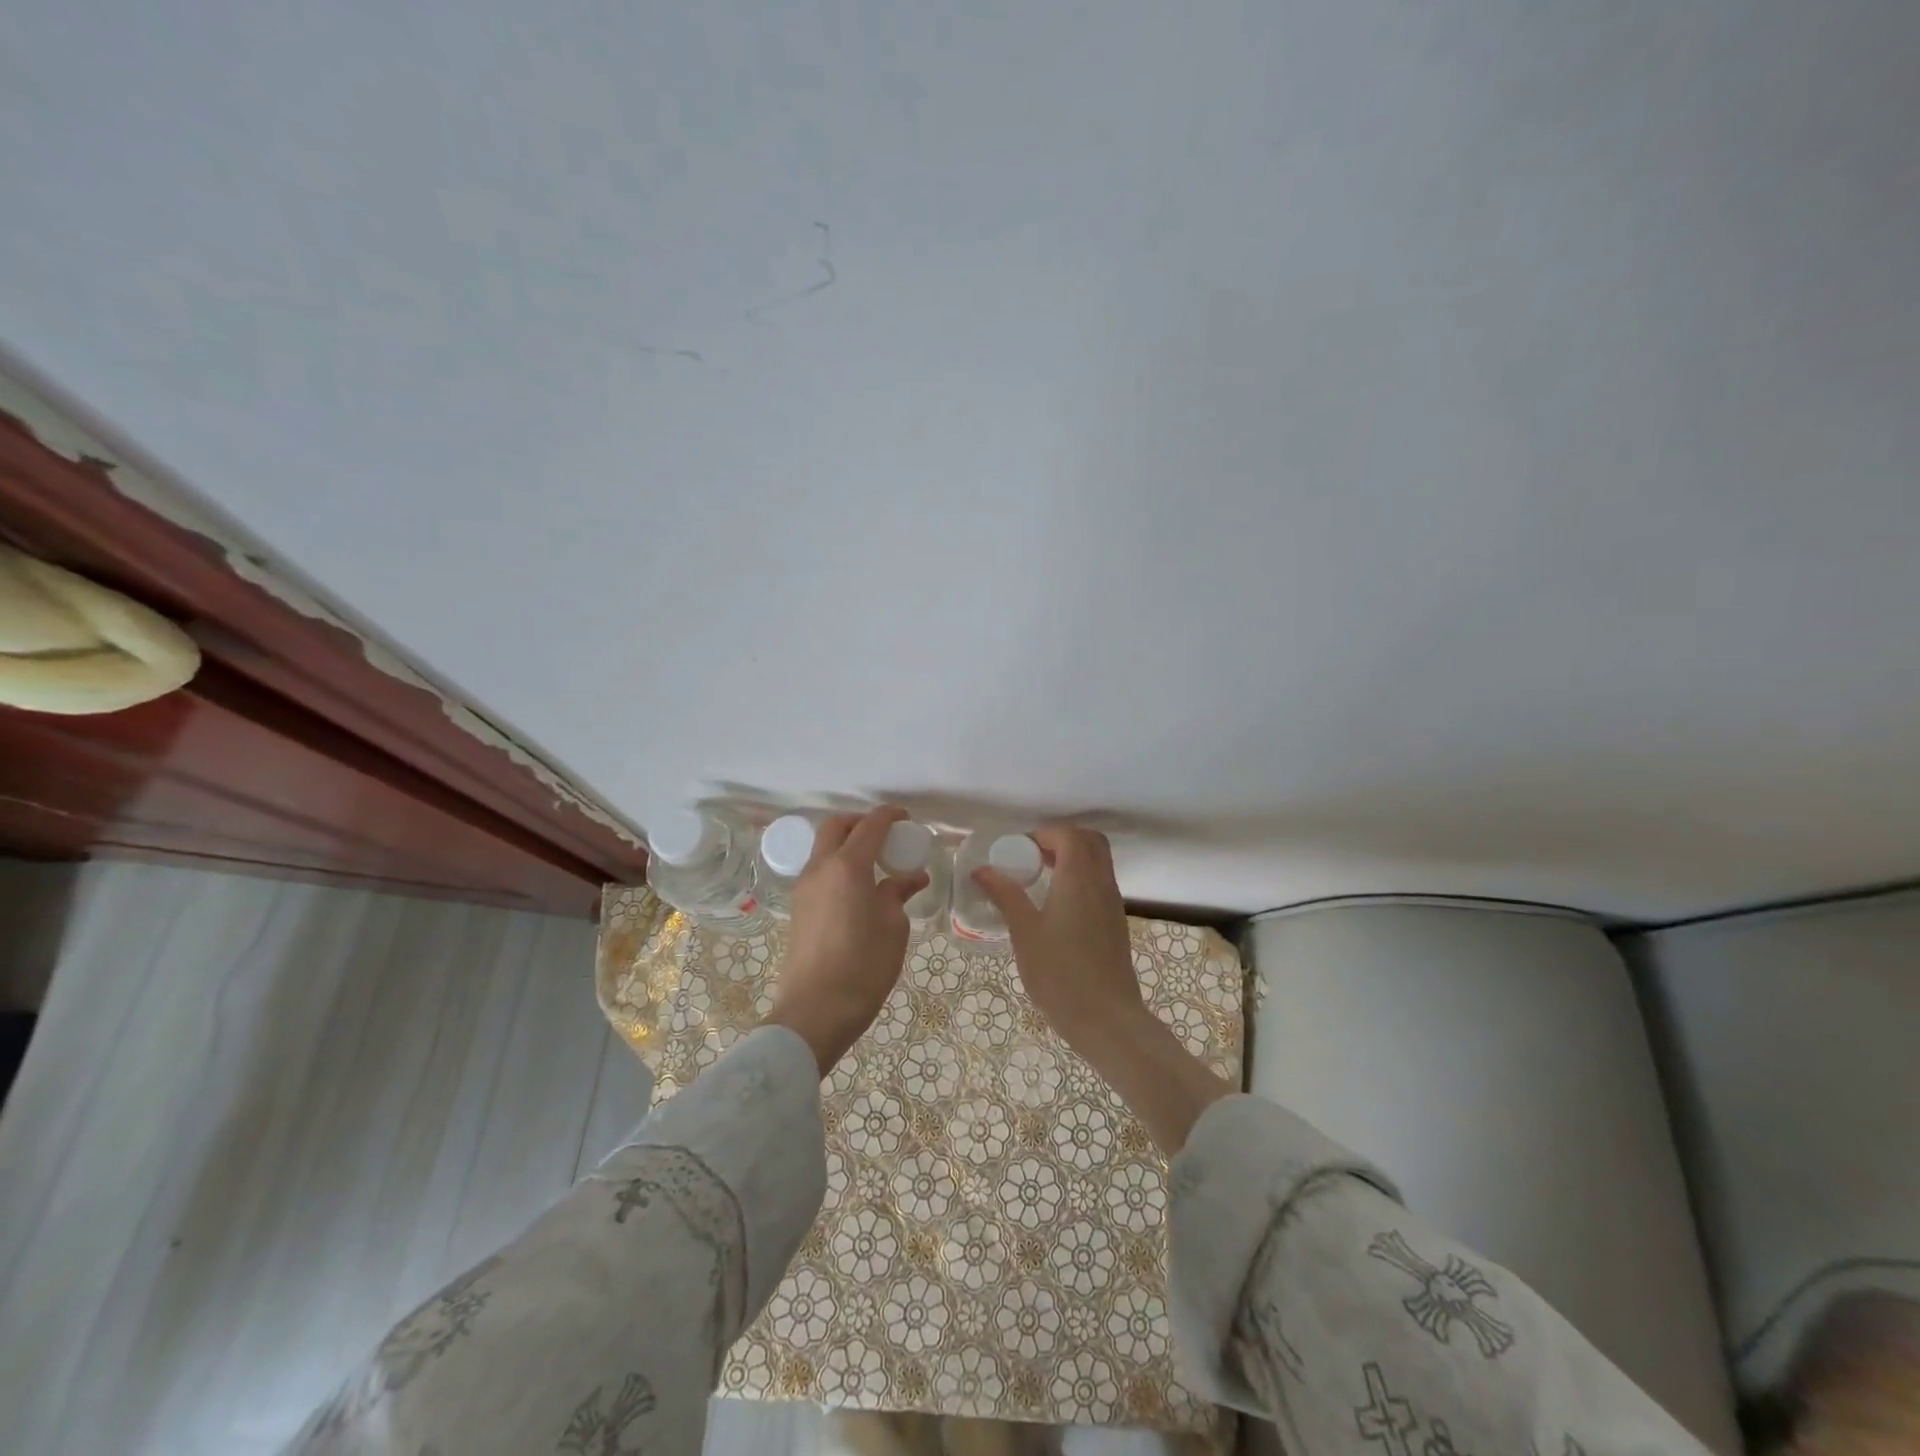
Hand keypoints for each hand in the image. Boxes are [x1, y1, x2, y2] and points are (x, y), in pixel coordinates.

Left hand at [762, 806, 929, 1074]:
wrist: (815, 1012)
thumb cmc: (863, 967)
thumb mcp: (893, 928)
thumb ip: (897, 894)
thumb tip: (908, 878)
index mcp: (848, 867)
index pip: (870, 826)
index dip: (890, 816)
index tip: (907, 818)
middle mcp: (820, 868)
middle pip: (837, 827)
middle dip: (861, 823)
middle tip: (886, 836)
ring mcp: (804, 888)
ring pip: (824, 848)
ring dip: (847, 844)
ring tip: (875, 864)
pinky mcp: (798, 908)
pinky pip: (819, 870)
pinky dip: (839, 865)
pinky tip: (859, 888)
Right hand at [971, 826, 1144, 1053]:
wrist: (1107, 1020)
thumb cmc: (1060, 973)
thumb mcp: (1024, 932)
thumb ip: (1005, 896)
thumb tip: (982, 870)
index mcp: (1079, 878)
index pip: (1068, 835)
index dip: (1043, 834)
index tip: (1018, 851)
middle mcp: (1102, 883)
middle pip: (1090, 841)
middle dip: (1061, 840)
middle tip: (1032, 858)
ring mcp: (1113, 904)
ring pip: (1098, 863)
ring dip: (1072, 859)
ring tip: (1039, 880)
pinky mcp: (1116, 924)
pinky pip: (1100, 884)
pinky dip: (1080, 880)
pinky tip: (1057, 907)